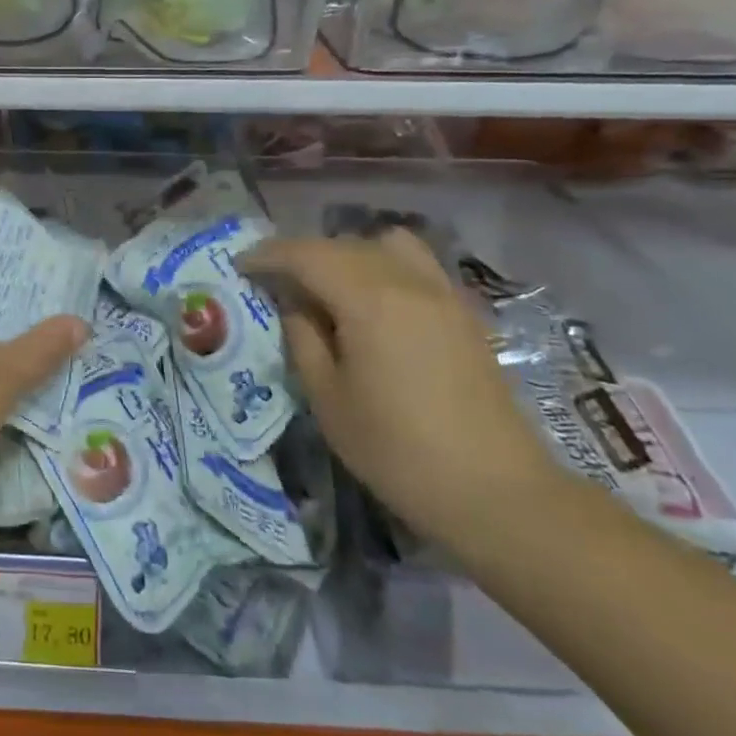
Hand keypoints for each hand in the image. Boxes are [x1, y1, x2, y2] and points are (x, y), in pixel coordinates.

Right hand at [238, 229, 563, 545]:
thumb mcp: (328, 397)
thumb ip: (303, 338)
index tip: (240, 266)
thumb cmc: (396, 449)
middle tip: (275, 280)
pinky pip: (416, 265)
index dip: (268, 255)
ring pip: (386, 245)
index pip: (306, 254)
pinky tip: (372, 304)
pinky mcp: (464, 313)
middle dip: (303, 254)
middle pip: (344, 244)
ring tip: (329, 287)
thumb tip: (296, 304)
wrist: (494, 491)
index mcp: (368, 299)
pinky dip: (384, 266)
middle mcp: (408, 281)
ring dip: (348, 254)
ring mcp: (443, 294)